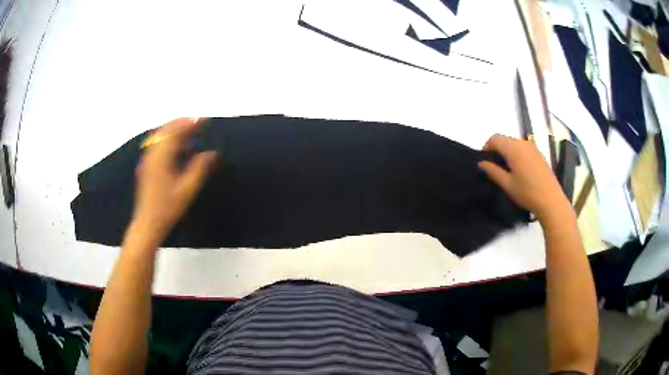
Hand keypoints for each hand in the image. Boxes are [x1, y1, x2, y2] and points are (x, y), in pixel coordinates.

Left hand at [131, 118, 216, 246]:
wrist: (147, 224)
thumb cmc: (168, 209)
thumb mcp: (187, 190)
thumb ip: (200, 168)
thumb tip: (213, 153)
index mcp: (161, 157)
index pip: (176, 132)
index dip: (191, 123)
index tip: (205, 120)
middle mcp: (152, 154)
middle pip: (166, 130)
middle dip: (182, 123)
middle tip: (198, 122)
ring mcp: (147, 160)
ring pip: (160, 136)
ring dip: (174, 130)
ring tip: (190, 130)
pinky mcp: (146, 166)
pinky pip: (157, 144)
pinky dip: (168, 139)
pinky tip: (177, 146)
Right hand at [478, 134, 572, 222]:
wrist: (551, 201)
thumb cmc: (527, 193)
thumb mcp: (507, 184)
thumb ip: (493, 171)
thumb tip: (481, 163)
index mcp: (513, 148)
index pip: (495, 138)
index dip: (487, 147)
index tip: (484, 161)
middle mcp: (523, 143)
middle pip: (505, 139)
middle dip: (497, 149)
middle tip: (494, 167)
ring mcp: (533, 148)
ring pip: (515, 143)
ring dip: (507, 152)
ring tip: (506, 169)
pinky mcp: (539, 154)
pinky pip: (524, 148)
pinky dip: (517, 154)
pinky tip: (519, 170)